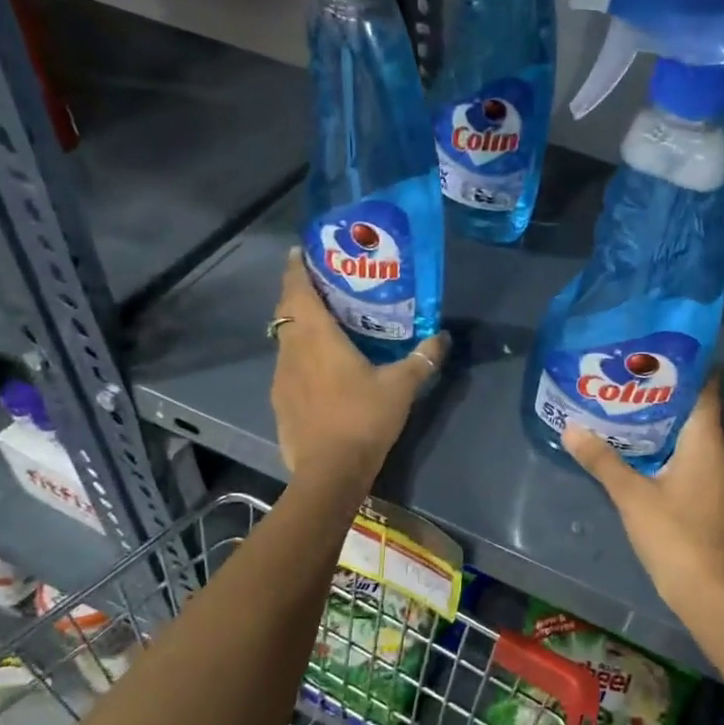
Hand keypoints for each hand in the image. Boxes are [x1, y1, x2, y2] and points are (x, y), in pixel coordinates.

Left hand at [270, 249, 448, 487]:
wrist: (329, 472)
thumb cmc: (363, 419)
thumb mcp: (401, 387)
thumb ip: (422, 359)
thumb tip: (443, 337)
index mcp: (316, 337)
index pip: (298, 290)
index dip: (296, 268)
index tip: (301, 252)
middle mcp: (291, 351)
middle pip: (286, 311)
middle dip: (298, 293)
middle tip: (322, 285)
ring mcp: (281, 378)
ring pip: (285, 340)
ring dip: (298, 326)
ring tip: (324, 324)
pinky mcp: (280, 401)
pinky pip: (287, 366)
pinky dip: (299, 356)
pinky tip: (320, 369)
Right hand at [563, 377, 723, 610]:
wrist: (707, 589)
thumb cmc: (674, 534)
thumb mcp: (631, 495)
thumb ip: (602, 460)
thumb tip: (571, 428)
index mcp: (706, 442)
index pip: (706, 390)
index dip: (686, 368)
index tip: (656, 352)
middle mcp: (717, 453)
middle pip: (696, 410)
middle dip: (665, 393)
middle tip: (629, 377)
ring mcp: (716, 477)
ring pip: (692, 436)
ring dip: (665, 421)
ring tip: (628, 407)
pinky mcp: (709, 496)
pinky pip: (690, 457)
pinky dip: (668, 447)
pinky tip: (640, 449)